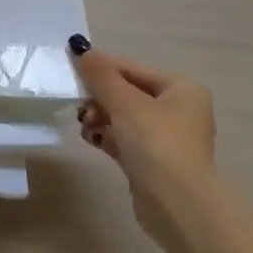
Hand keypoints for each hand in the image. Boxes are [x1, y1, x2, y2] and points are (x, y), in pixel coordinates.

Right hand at [70, 40, 217, 247]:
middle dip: (99, 98)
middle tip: (80, 107)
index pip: (132, 68)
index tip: (71, 72)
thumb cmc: (155, 144)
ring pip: (123, 116)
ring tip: (87, 127)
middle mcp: (179, 110)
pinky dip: (107, 136)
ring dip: (100, 117)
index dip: (101, 68)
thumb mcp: (124, 102)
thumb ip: (100, 74)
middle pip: (127, 92)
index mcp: (181, 89)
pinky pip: (124, 138)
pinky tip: (93, 140)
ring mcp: (167, 137)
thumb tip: (79, 46)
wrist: (177, 205)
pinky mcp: (154, 161)